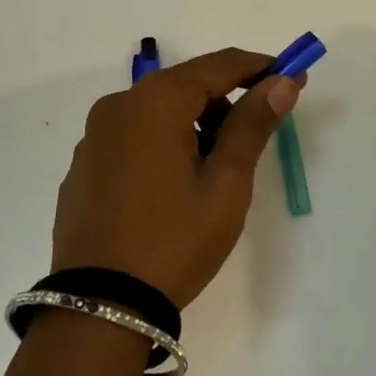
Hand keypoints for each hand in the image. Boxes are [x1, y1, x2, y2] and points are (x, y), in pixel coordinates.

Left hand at [51, 49, 302, 307]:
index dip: (259, 68)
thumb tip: (282, 82)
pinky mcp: (83, 165)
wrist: (98, 310)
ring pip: (157, 111)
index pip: (218, 65)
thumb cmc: (173, 241)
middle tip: (255, 136)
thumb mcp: (225, 184)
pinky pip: (133, 136)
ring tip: (215, 170)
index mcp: (155, 102)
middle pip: (185, 85)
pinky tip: (173, 187)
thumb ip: (252, 124)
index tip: (291, 77)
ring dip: (193, 123)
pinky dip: (162, 143)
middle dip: (226, 101)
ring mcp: (95, 136)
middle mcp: (119, 106)